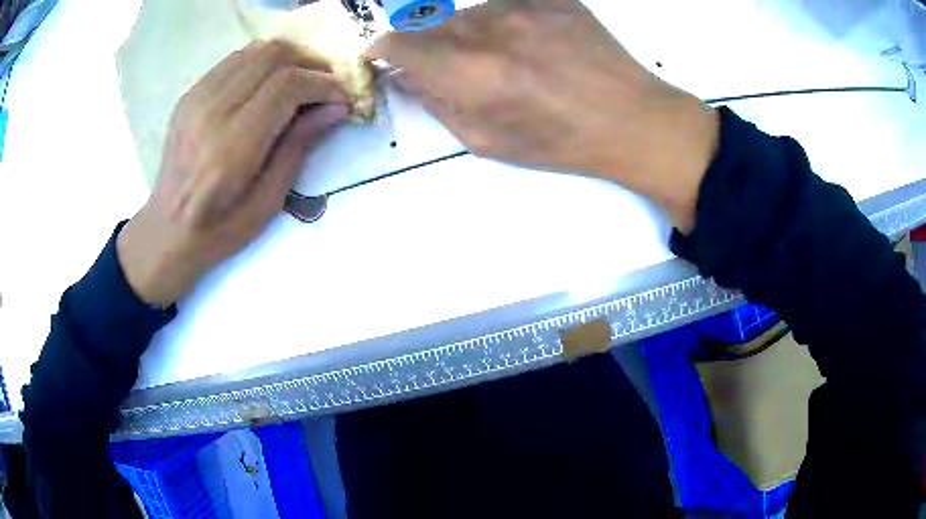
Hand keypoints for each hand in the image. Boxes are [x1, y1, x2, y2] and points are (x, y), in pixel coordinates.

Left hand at [118, 40, 349, 306]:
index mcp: (231, 148)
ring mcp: (196, 98)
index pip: (287, 86)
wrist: (168, 230)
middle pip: (273, 56)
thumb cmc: (220, 229)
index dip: (323, 84)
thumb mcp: (268, 201)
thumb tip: (337, 107)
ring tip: (303, 81)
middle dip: (311, 63)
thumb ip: (299, 146)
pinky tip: (271, 84)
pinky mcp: (190, 94)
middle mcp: (211, 112)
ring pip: (256, 50)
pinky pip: (236, 59)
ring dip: (289, 58)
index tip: (342, 99)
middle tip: (326, 86)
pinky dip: (263, 63)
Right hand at [367, 0, 717, 231]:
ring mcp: (524, 6)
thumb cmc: (561, 142)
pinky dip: (499, 20)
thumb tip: (406, 78)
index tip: (381, 56)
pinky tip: (523, 42)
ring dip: (464, 32)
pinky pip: (504, 2)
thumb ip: (437, 104)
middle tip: (446, 67)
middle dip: (424, 45)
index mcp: (472, 72)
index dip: (382, 48)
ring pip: (467, 11)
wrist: (632, 119)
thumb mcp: (488, 141)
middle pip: (428, 23)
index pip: (398, 42)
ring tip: (498, 58)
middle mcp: (491, 29)